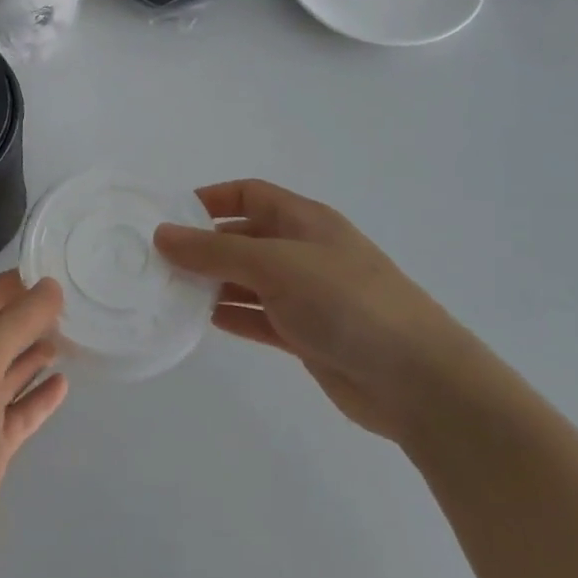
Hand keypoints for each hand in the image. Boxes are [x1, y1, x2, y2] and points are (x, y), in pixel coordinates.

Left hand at [0, 272, 69, 568]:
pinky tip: (63, 384)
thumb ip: (14, 324)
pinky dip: (37, 397)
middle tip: (71, 304)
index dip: (12, 285)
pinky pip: (17, 411)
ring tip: (71, 336)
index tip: (50, 271)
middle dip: (27, 318)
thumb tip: (49, 287)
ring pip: (6, 371)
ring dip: (34, 354)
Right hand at [154, 179, 470, 440]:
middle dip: (204, 245)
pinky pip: (259, 316)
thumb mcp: (275, 265)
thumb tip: (161, 234)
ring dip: (213, 283)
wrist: (420, 382)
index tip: (170, 216)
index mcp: (304, 221)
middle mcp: (304, 252)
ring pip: (248, 279)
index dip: (210, 199)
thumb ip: (215, 251)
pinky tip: (202, 320)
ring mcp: (307, 295)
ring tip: (169, 290)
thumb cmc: (347, 302)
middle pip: (244, 237)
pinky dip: (232, 315)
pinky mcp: (307, 335)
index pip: (249, 195)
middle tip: (158, 259)